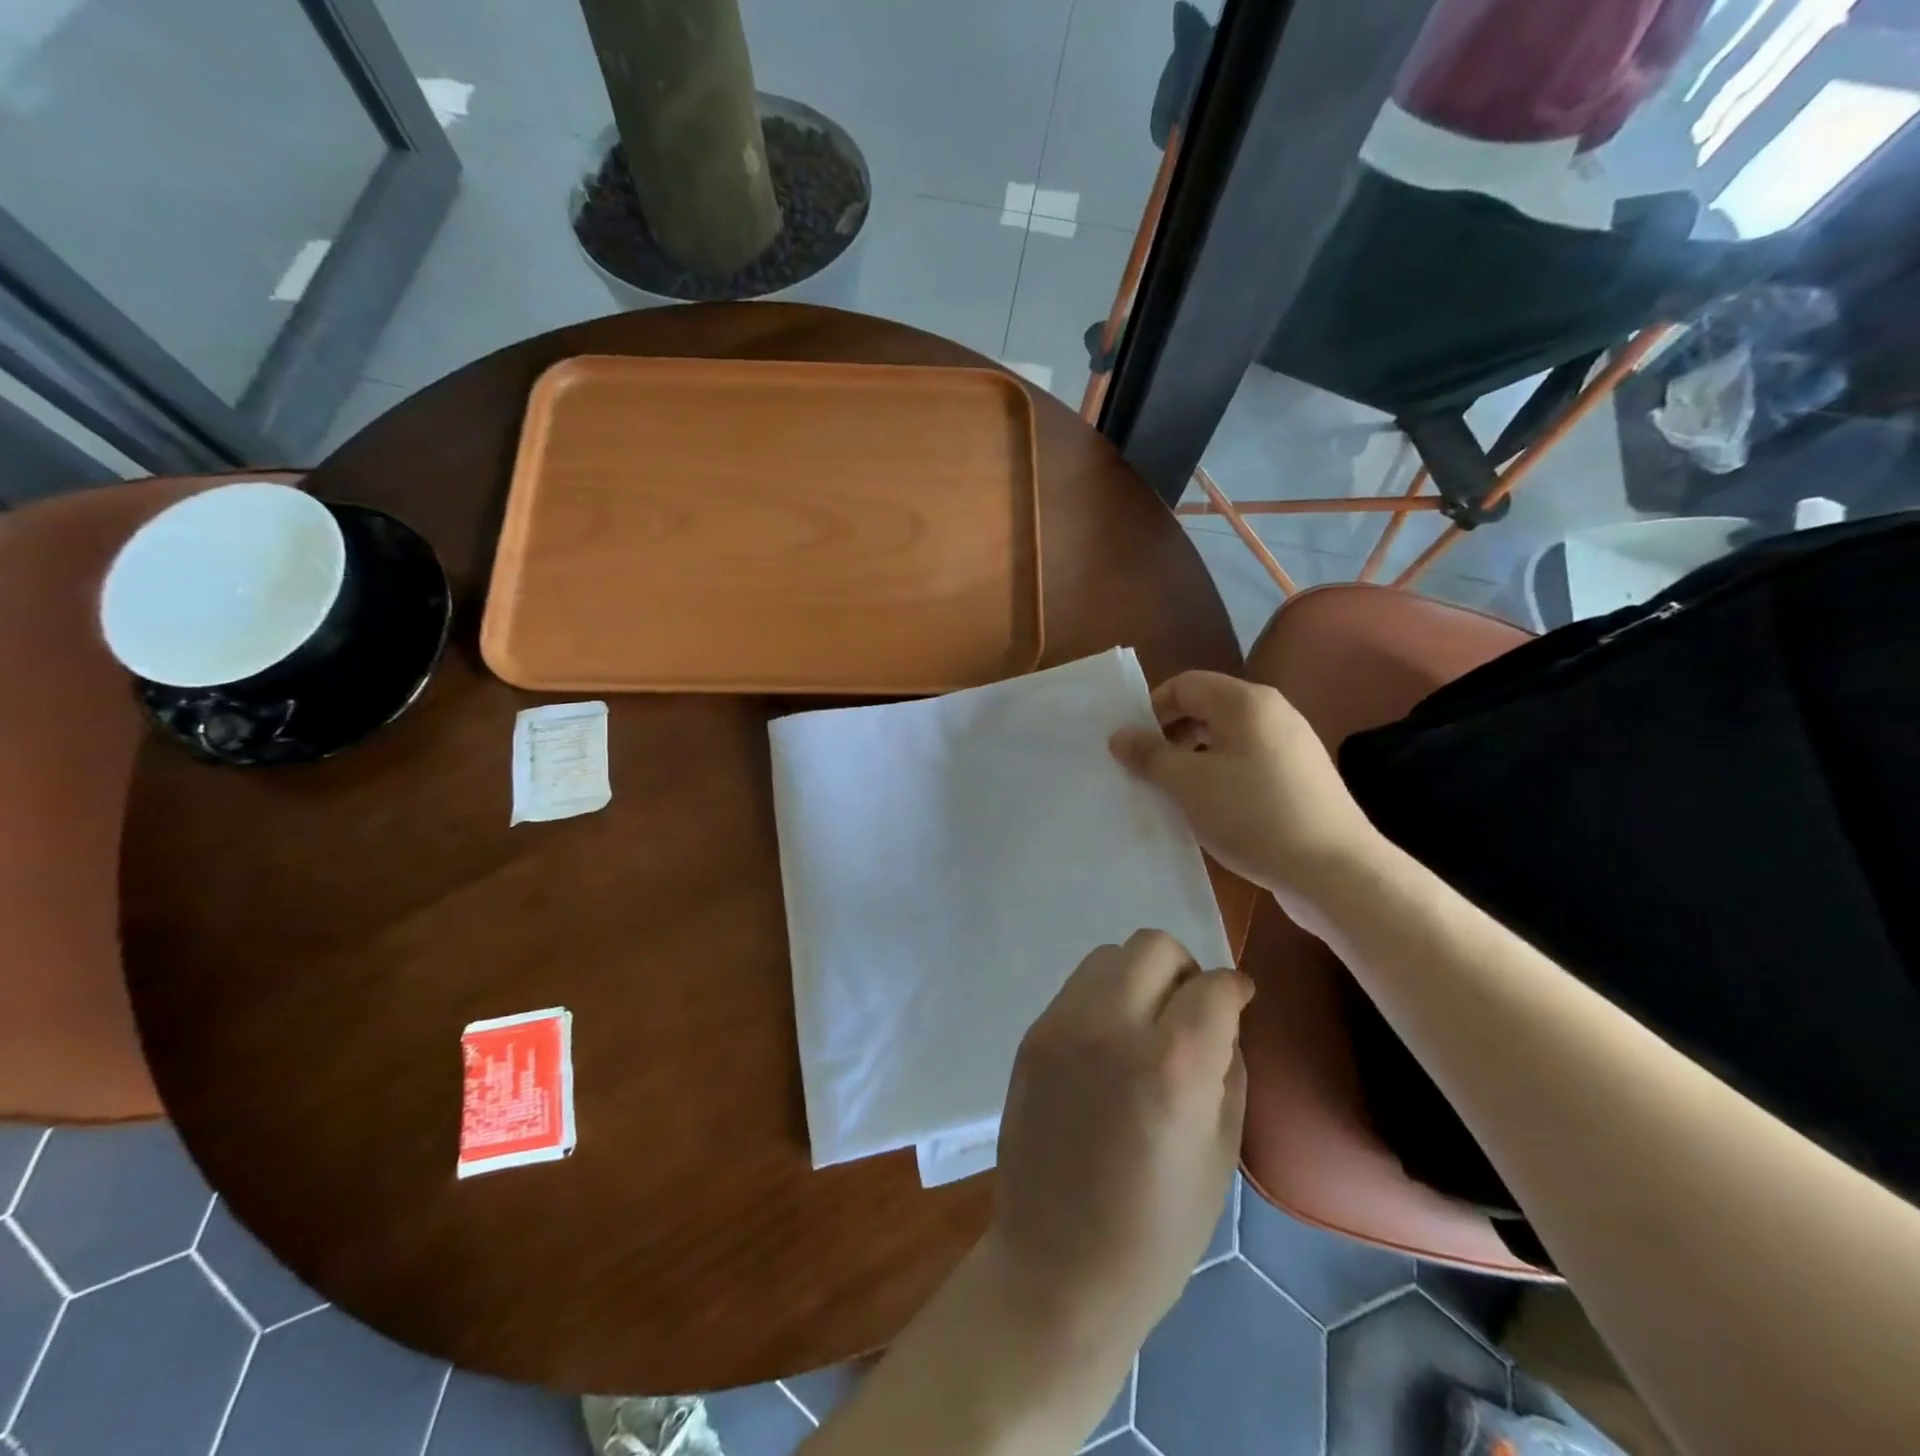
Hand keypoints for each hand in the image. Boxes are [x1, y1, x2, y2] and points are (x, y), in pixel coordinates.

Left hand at [989, 930, 1251, 1347]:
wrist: (1056, 1265)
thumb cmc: (1157, 1229)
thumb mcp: (1220, 1151)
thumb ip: (1227, 1065)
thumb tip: (1223, 1016)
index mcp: (1171, 1064)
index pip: (1212, 985)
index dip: (1234, 989)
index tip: (1238, 1003)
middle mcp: (1111, 1025)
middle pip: (1153, 946)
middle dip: (1184, 969)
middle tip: (1191, 1012)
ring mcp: (1062, 1025)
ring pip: (1109, 956)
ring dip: (1139, 977)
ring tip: (1146, 1026)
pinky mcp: (1032, 1035)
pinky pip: (1078, 988)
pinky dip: (1104, 999)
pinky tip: (1109, 1046)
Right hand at [1109, 670, 1381, 900]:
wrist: (1334, 870)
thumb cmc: (1253, 814)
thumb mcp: (1188, 783)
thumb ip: (1150, 755)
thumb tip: (1119, 734)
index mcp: (1245, 702)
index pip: (1185, 684)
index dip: (1151, 709)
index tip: (1132, 746)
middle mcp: (1272, 713)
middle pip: (1207, 709)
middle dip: (1170, 735)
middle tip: (1147, 771)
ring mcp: (1291, 746)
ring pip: (1226, 739)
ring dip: (1192, 759)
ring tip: (1174, 794)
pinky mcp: (1300, 778)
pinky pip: (1247, 763)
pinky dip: (1220, 776)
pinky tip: (1210, 811)